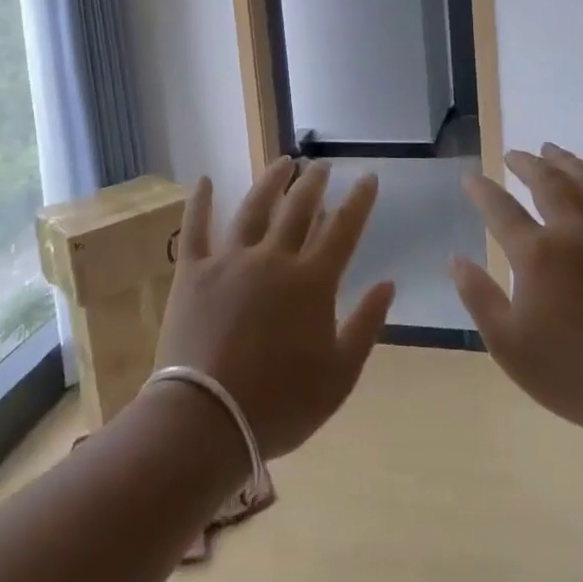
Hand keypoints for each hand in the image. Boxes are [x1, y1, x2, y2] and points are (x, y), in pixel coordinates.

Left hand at [155, 158, 395, 459]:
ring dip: (271, 181)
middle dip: (314, 183)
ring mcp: (230, 260)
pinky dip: (201, 202)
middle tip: (321, 164)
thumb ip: (366, 325)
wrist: (207, 419)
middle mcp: (273, 259)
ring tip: (283, 162)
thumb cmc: (281, 404)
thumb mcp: (339, 375)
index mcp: (312, 282)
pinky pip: (195, 228)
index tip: (367, 176)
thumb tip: (388, 283)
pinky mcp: (193, 271)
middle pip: (298, 209)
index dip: (358, 201)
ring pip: (254, 208)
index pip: (343, 230)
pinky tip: (206, 180)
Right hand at [451, 145, 582, 437]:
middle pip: (547, 183)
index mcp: (536, 254)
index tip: (470, 178)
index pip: (500, 209)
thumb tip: (455, 259)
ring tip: (554, 149)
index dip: (481, 190)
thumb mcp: (507, 344)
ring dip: (569, 163)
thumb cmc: (571, 373)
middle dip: (526, 164)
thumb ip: (478, 297)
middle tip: (514, 155)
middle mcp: (575, 233)